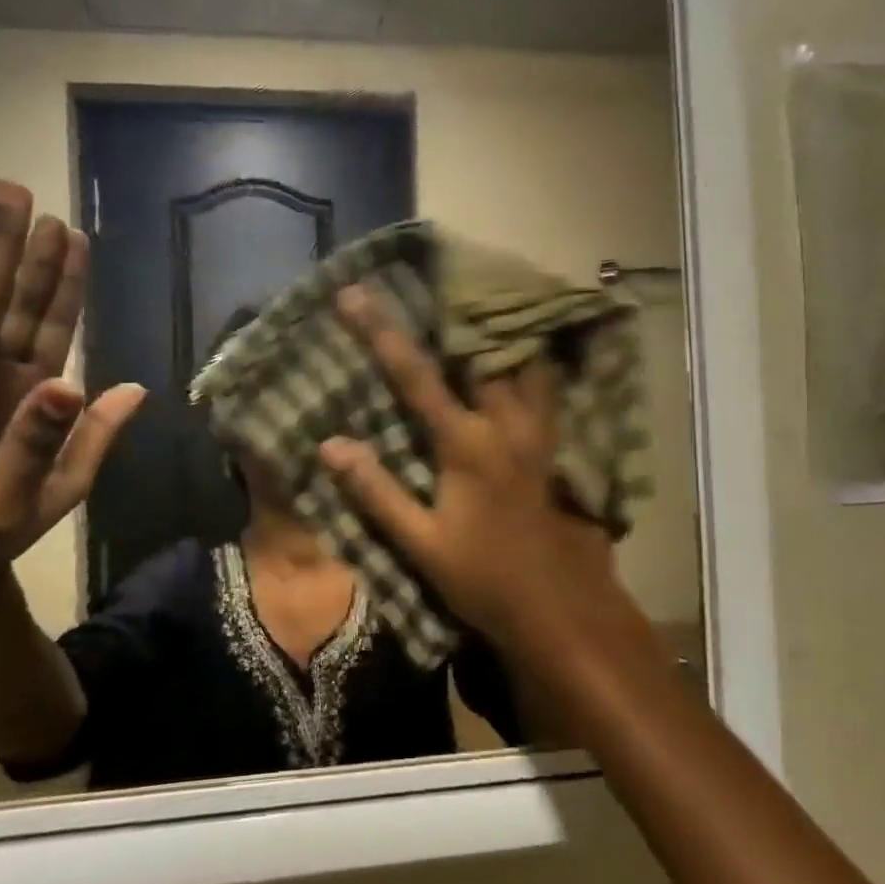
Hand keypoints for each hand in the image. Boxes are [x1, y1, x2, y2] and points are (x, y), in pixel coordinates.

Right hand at [317, 286, 622, 651]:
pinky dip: (525, 355)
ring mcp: (536, 428)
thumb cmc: (481, 576)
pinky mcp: (550, 440)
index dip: (381, 332)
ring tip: (472, 298)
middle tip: (427, 278)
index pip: (417, 375)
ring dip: (495, 326)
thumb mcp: (420, 543)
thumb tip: (330, 445)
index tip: (354, 294)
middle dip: (452, 309)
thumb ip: (376, 491)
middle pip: (480, 348)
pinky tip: (514, 346)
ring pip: (522, 357)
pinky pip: (542, 381)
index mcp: (467, 443)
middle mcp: (506, 422)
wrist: (554, 605)